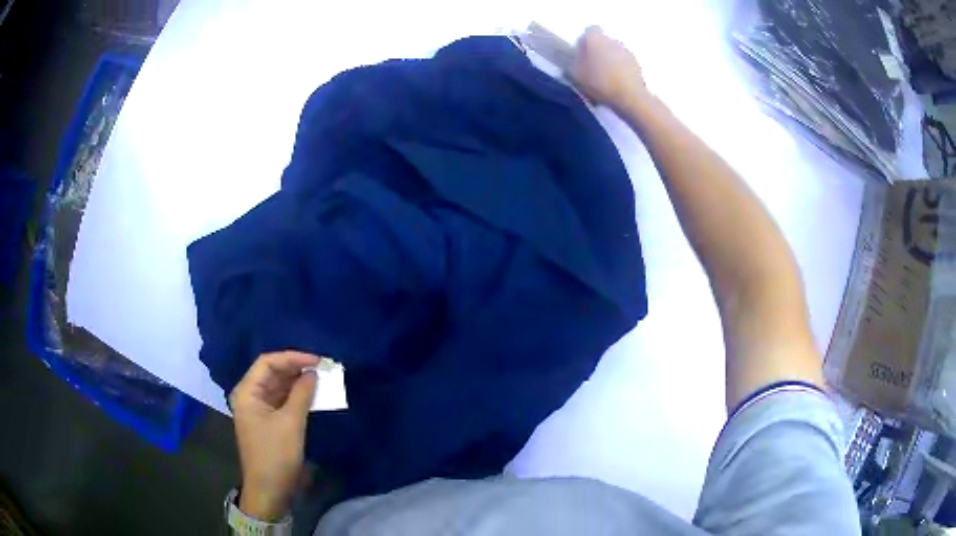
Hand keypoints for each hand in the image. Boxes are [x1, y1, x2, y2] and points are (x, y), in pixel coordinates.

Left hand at [230, 351, 319, 520]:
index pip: (267, 363)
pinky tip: (313, 393)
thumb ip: (302, 394)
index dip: (292, 357)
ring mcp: (259, 409)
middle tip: (322, 366)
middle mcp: (250, 396)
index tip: (317, 360)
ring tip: (321, 377)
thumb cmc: (276, 455)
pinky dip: (297, 396)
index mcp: (247, 392)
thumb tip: (313, 373)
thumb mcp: (291, 423)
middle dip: (296, 367)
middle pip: (272, 372)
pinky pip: (283, 400)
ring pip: (279, 386)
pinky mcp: (269, 421)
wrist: (270, 490)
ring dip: (298, 381)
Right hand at [569, 27, 647, 111]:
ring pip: (614, 51)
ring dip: (609, 59)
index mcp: (596, 38)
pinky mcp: (637, 64)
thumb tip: (575, 57)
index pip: (590, 30)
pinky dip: (620, 68)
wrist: (630, 96)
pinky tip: (616, 82)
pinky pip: (624, 62)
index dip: (585, 41)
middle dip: (597, 50)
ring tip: (605, 76)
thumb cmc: (600, 82)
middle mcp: (612, 40)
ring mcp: (627, 51)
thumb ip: (573, 62)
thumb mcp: (576, 74)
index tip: (581, 53)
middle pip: (603, 41)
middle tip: (592, 66)